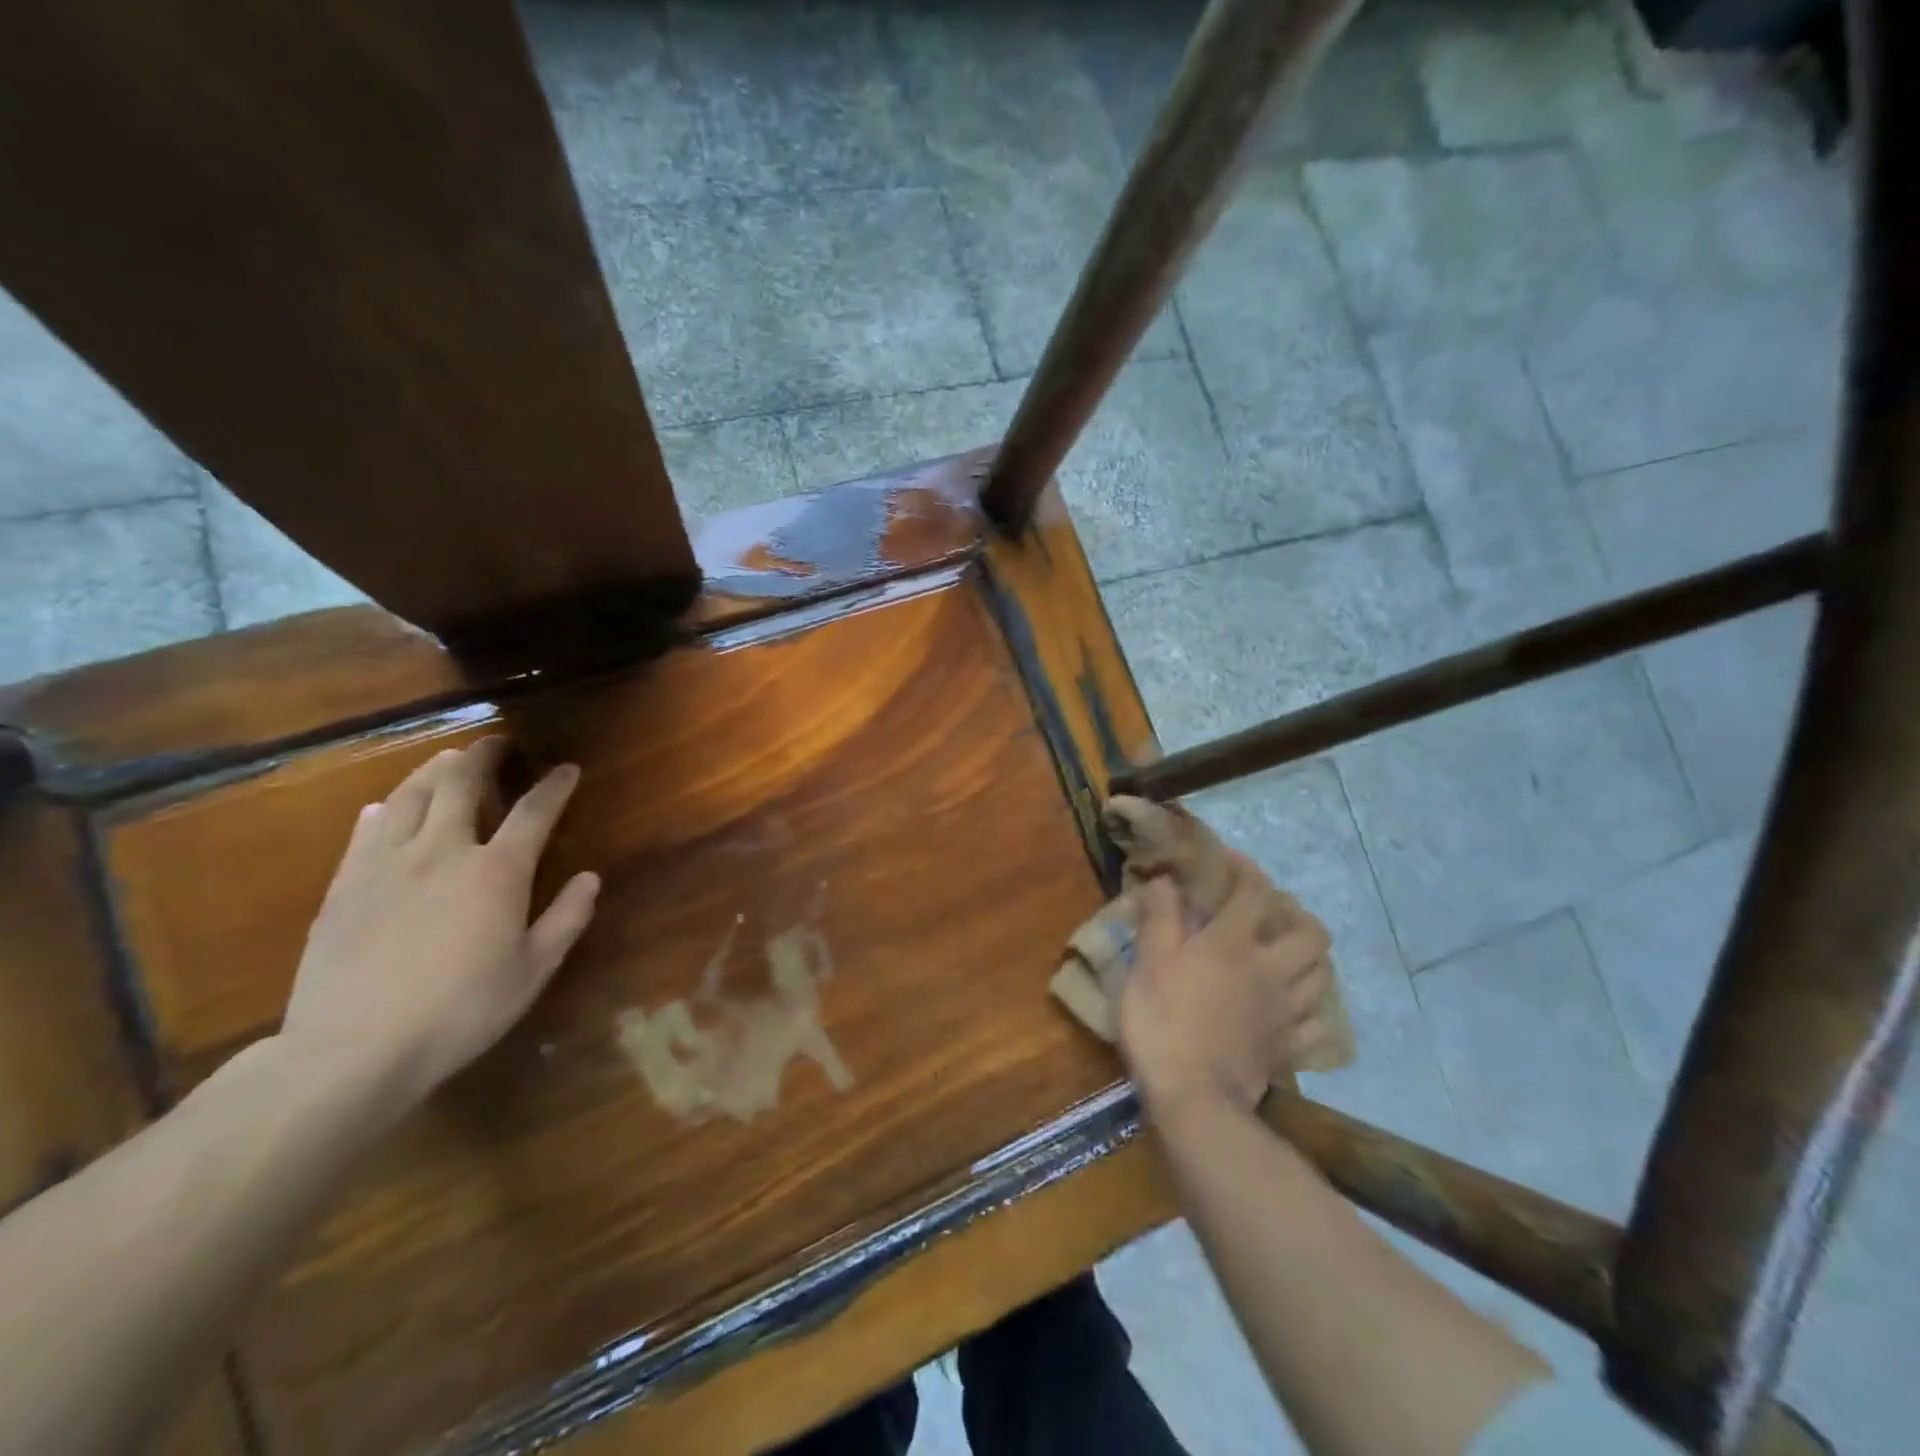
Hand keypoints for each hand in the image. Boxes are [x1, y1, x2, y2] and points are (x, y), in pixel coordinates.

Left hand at [279, 736, 599, 1108]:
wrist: (353, 1050)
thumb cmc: (460, 1012)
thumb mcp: (533, 971)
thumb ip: (566, 919)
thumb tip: (590, 878)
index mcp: (497, 871)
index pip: (534, 812)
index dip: (554, 786)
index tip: (567, 768)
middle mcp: (442, 852)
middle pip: (461, 784)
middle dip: (483, 756)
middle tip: (495, 743)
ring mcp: (386, 865)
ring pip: (409, 796)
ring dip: (433, 771)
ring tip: (447, 760)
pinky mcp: (344, 886)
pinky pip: (365, 831)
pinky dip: (383, 810)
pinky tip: (384, 807)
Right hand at [1118, 854, 1331, 1115]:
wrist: (1193, 1097)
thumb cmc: (1161, 1022)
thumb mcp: (1147, 963)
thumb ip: (1159, 917)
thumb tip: (1165, 881)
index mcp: (1232, 943)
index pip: (1253, 891)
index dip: (1245, 868)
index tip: (1229, 860)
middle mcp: (1269, 969)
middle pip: (1309, 932)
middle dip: (1295, 913)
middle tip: (1268, 912)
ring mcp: (1285, 1011)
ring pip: (1321, 973)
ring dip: (1309, 954)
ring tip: (1285, 951)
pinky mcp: (1289, 1046)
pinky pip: (1318, 1022)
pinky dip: (1312, 1007)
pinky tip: (1293, 1005)